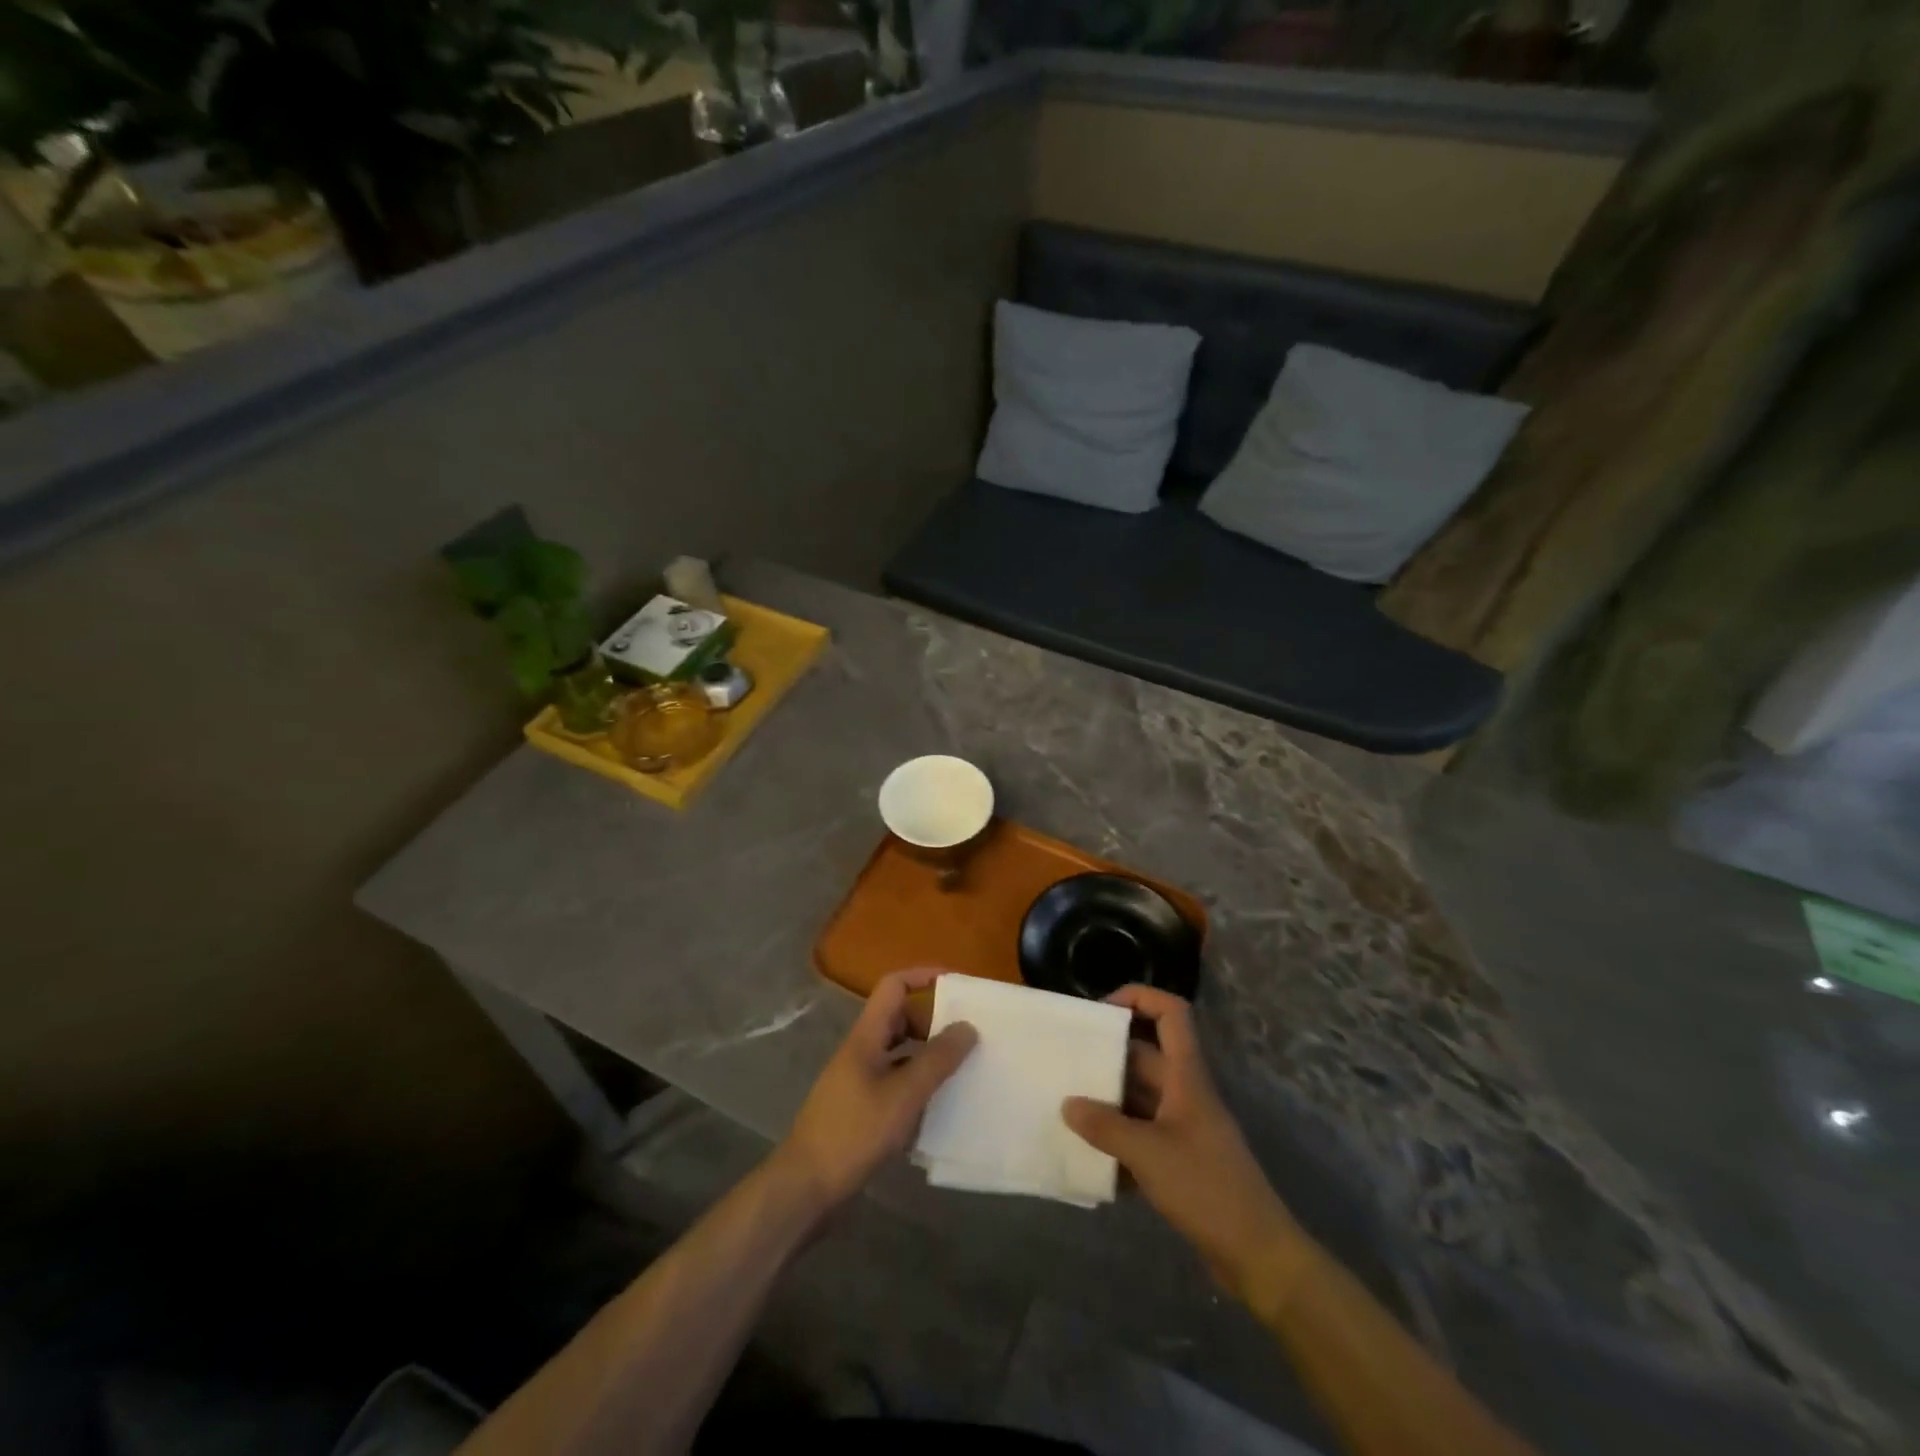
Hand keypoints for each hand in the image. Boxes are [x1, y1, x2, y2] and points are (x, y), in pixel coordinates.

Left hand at [774, 968, 977, 1219]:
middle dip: (934, 1020)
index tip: (959, 986)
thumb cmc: (853, 1133)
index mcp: (867, 1036)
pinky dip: (918, 1086)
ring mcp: (860, 1080)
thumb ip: (936, 1060)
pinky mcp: (861, 1109)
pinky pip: (896, 1082)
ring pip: (900, 1052)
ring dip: (928, 1055)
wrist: (805, 1188)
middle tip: (968, 1036)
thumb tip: (967, 1026)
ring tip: (962, 1069)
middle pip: (900, 1018)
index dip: (924, 976)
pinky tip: (939, 1108)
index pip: (894, 985)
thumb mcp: (903, 1095)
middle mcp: (862, 1050)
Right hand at [1063, 986, 1298, 1297]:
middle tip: (1066, 1066)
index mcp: (1186, 1076)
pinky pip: (1143, 1134)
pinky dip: (1119, 1141)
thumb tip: (1067, 1104)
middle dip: (1107, 1057)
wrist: (1258, 1255)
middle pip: (1145, 1056)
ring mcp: (1184, 1126)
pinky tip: (1091, 1160)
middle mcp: (1185, 1092)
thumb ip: (1105, 1126)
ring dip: (1108, 1101)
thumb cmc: (1206, 1188)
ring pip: (1140, 1097)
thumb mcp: (1148, 1153)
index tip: (1100, 1011)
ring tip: (1068, 1110)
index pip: (1171, 1013)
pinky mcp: (1182, 1160)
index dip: (1139, 997)